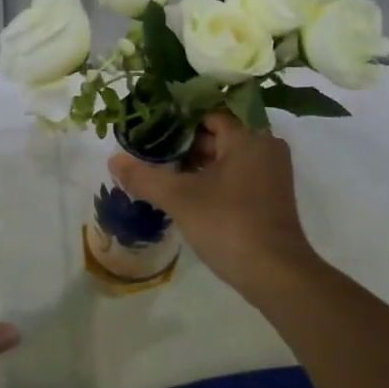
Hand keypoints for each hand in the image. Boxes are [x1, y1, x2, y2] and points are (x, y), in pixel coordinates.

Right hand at [109, 112, 317, 296]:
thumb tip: (112, 160)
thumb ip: (144, 176)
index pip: (208, 114)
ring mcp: (273, 171)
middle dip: (186, 144)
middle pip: (219, 134)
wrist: (275, 274)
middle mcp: (266, 145)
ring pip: (229, 155)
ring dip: (200, 163)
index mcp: (248, 135)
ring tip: (166, 174)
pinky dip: (217, 178)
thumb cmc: (228, 224)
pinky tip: (191, 194)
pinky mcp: (274, 195)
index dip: (177, 121)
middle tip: (154, 154)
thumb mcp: (179, 199)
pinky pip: (240, 173)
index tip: (152, 131)